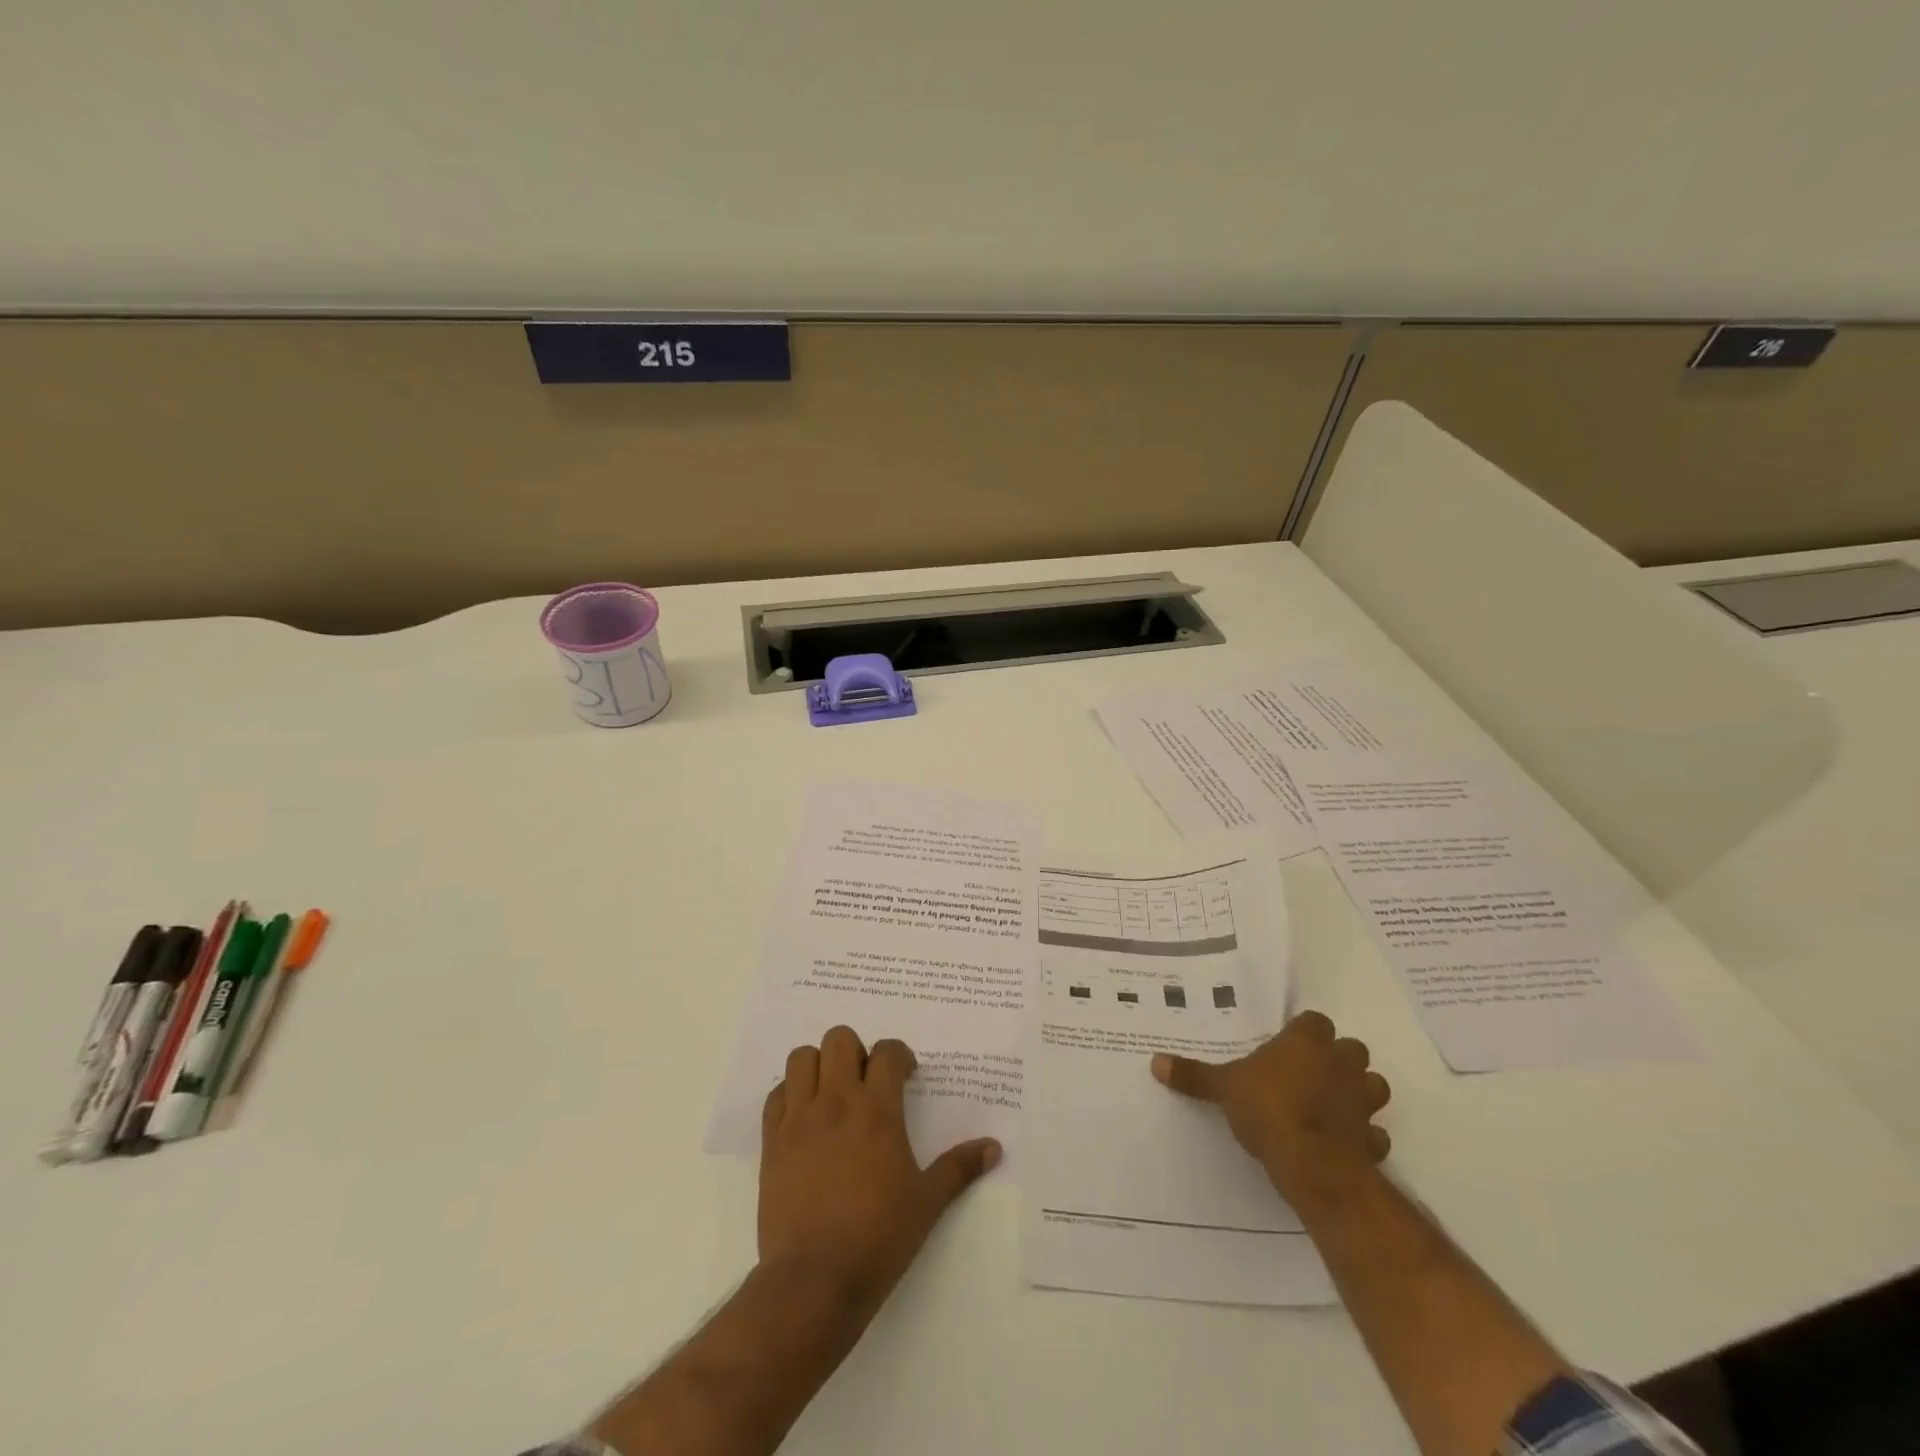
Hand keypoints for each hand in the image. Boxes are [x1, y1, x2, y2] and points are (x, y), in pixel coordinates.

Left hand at [759, 1026, 999, 1317]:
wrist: (814, 1281)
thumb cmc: (879, 1238)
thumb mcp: (927, 1202)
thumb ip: (959, 1168)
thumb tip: (994, 1147)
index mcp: (877, 1110)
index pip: (886, 1052)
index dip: (899, 1055)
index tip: (906, 1075)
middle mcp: (837, 1102)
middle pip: (839, 1039)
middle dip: (856, 1051)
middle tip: (866, 1080)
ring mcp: (800, 1119)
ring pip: (801, 1057)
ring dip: (818, 1065)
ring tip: (832, 1093)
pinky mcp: (772, 1142)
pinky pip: (775, 1095)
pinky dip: (790, 1095)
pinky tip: (805, 1119)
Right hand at [1151, 1010, 1390, 1211]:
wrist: (1313, 1164)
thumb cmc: (1269, 1109)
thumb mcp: (1223, 1088)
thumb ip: (1194, 1075)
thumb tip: (1156, 1062)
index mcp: (1306, 1042)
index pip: (1314, 1021)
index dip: (1303, 1033)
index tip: (1287, 1047)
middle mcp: (1340, 1063)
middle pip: (1350, 1048)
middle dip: (1336, 1059)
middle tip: (1308, 1073)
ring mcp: (1363, 1100)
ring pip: (1373, 1085)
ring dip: (1359, 1092)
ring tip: (1332, 1105)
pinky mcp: (1374, 1138)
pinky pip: (1375, 1133)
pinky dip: (1365, 1136)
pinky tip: (1345, 1143)